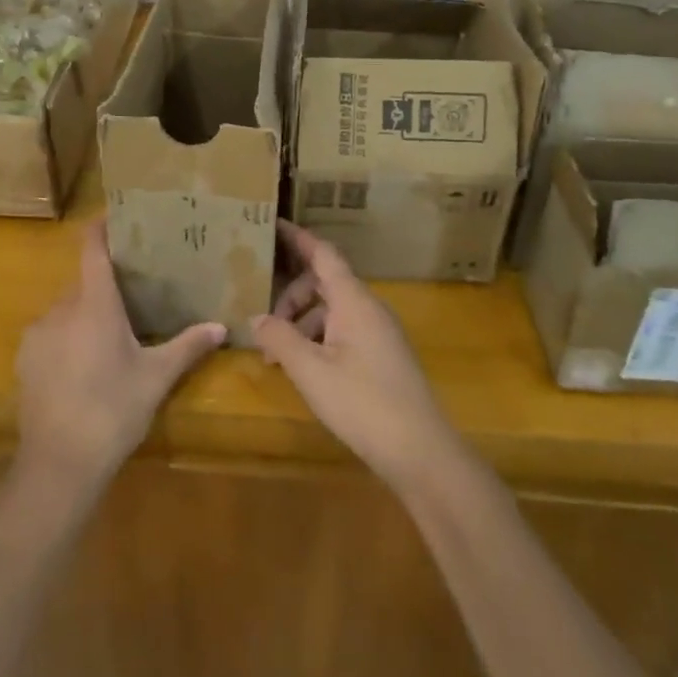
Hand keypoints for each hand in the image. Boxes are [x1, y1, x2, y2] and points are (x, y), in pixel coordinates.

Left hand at [15, 220, 225, 498]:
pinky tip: (83, 366)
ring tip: (110, 336)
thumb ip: (187, 346)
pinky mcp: (25, 359)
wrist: (58, 465)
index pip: (92, 248)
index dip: (101, 227)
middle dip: (105, 285)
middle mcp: (61, 308)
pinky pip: (50, 333)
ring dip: (86, 314)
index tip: (116, 215)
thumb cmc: (113, 411)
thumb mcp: (156, 378)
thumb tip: (222, 327)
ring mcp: (37, 333)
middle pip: (83, 282)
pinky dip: (67, 337)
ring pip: (66, 309)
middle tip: (132, 294)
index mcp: (95, 304)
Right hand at [252, 222, 464, 493]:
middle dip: (291, 295)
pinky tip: (303, 368)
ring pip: (333, 310)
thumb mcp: (311, 371)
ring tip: (277, 356)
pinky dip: (319, 339)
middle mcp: (369, 308)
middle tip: (265, 321)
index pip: (323, 253)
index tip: (271, 225)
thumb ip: (280, 339)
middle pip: (324, 282)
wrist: (421, 452)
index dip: (297, 238)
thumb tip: (256, 318)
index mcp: (354, 301)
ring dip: (302, 322)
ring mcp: (380, 332)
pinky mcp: (383, 356)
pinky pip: (344, 330)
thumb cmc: (363, 403)